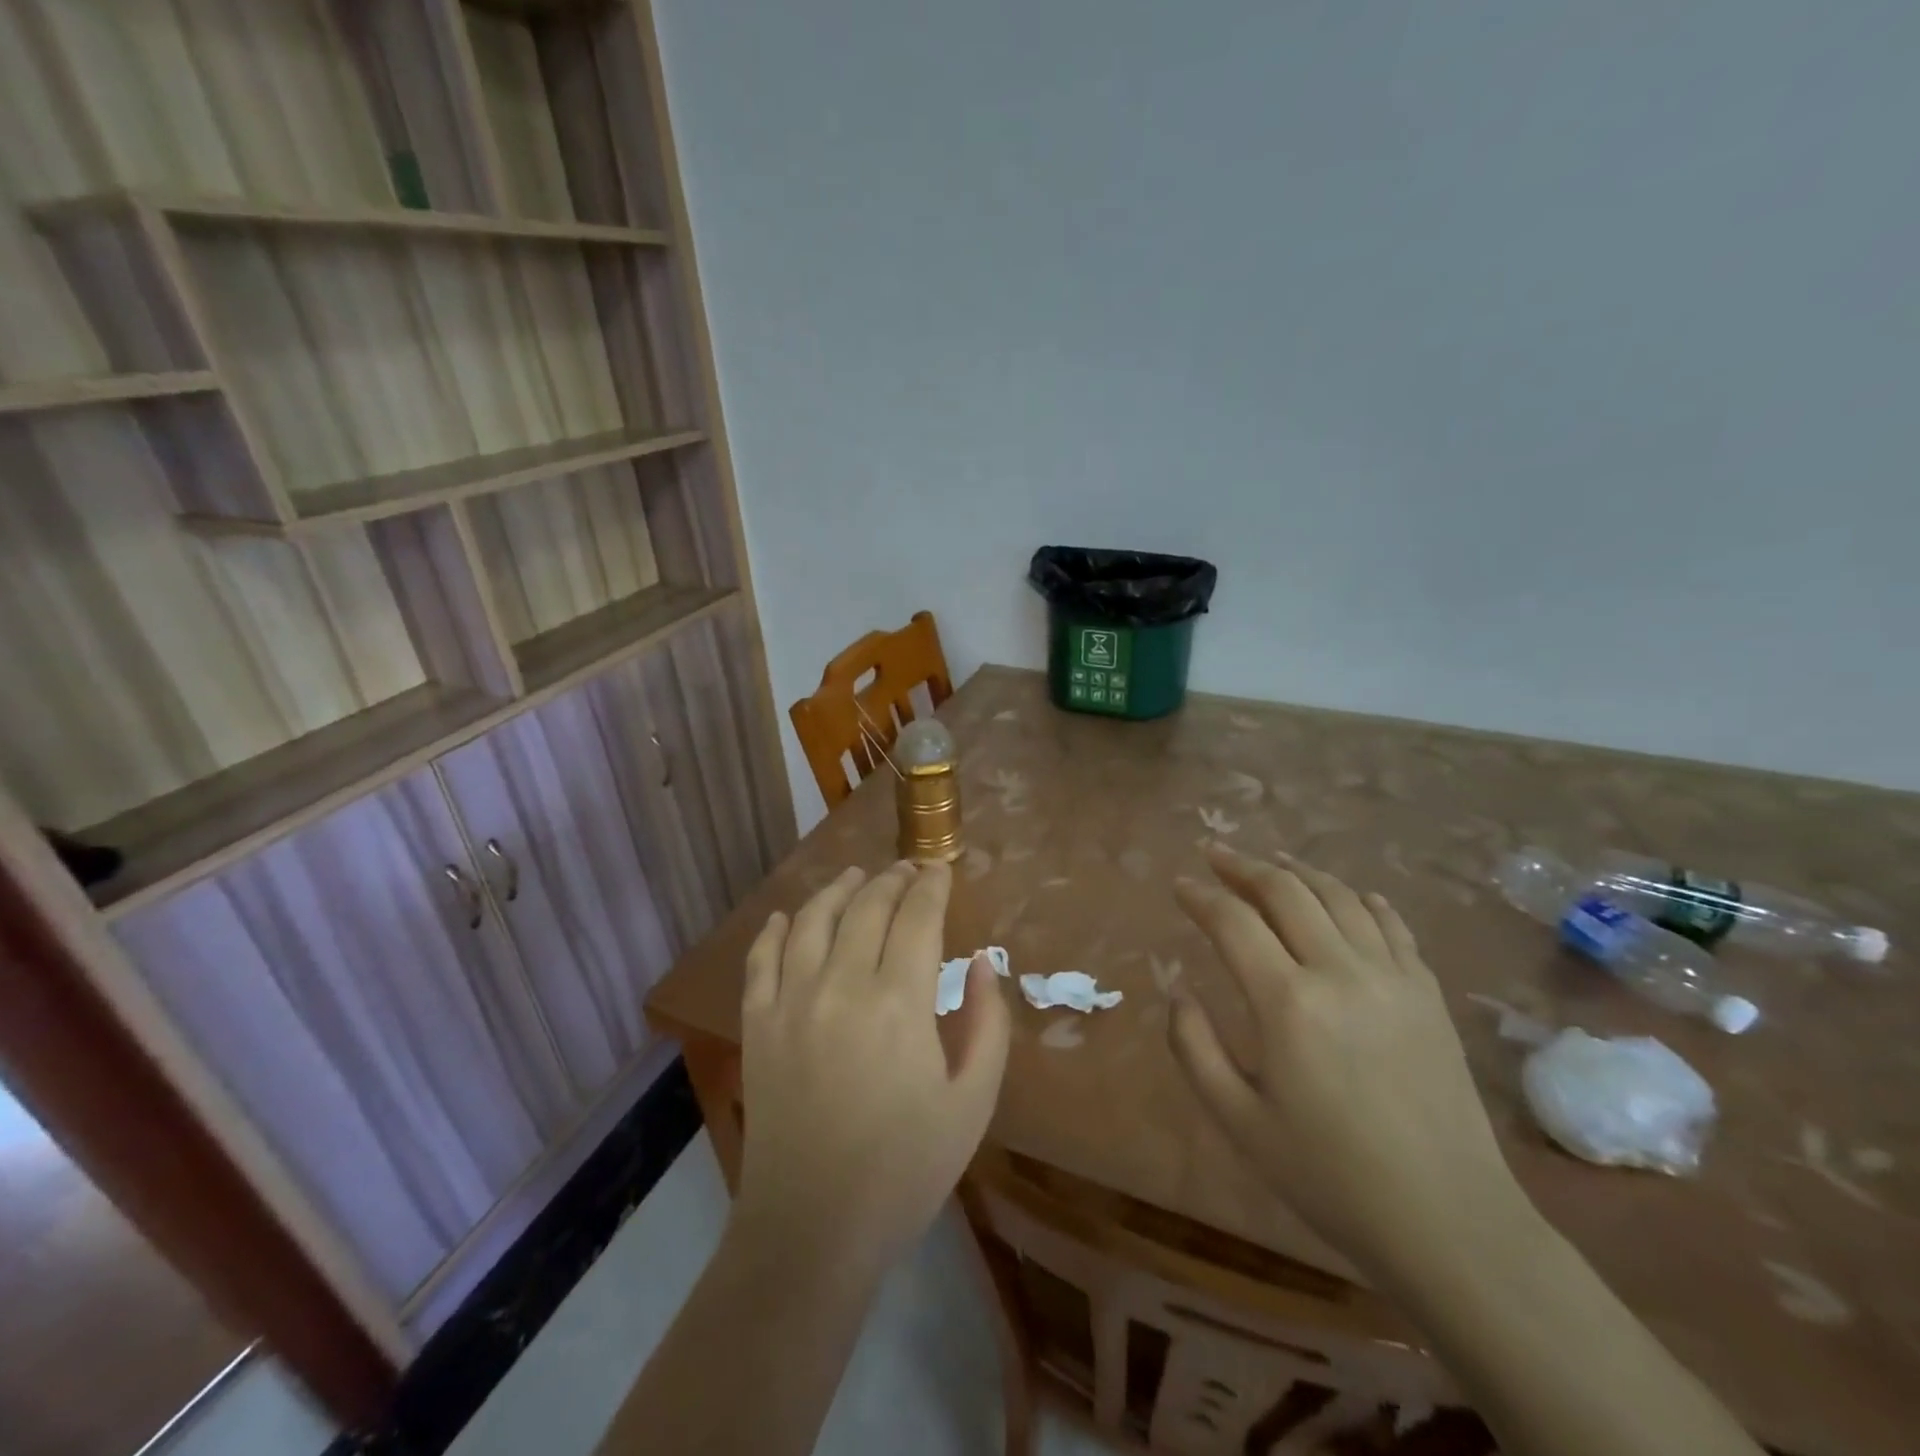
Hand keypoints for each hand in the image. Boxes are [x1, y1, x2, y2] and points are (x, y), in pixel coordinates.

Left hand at [734, 861, 1010, 1270]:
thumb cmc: (906, 1168)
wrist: (813, 1228)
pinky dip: (773, 930)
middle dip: (891, 879)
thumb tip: (984, 963)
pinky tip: (784, 918)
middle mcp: (841, 984)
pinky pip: (760, 959)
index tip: (940, 869)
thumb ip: (988, 1023)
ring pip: (811, 919)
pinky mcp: (756, 1024)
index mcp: (899, 1001)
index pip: (917, 916)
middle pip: (866, 907)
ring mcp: (791, 1001)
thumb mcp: (973, 1101)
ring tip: (854, 876)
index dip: (931, 885)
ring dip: (837, 889)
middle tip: (907, 869)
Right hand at [1169, 844, 1523, 1280]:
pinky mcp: (1428, 994)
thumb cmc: (1330, 1176)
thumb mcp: (1238, 1121)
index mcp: (1288, 1002)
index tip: (1179, 883)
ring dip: (1298, 871)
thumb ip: (1194, 1048)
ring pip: (1340, 897)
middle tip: (1214, 854)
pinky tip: (1351, 894)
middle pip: (1286, 891)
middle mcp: (1340, 972)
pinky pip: (1392, 925)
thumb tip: (1177, 992)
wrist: (1449, 1223)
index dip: (1200, 896)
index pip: (1233, 921)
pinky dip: (1363, 899)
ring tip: (1272, 862)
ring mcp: (1392, 978)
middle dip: (1243, 866)